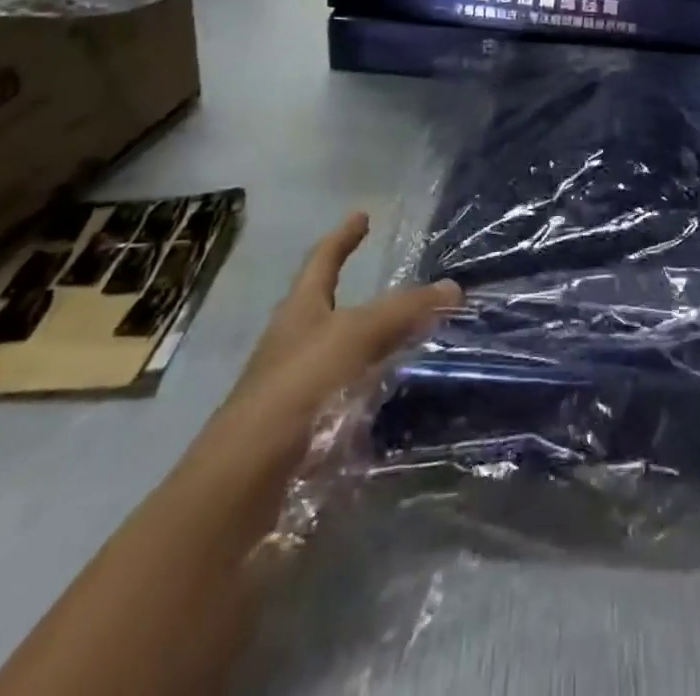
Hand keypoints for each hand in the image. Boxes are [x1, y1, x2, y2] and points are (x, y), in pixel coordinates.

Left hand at [193, 212, 461, 477]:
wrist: (245, 484)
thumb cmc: (296, 388)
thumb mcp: (355, 335)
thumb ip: (404, 309)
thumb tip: (454, 288)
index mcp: (299, 311)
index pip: (323, 260)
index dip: (343, 237)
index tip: (362, 215)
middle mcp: (295, 345)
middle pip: (331, 309)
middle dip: (364, 297)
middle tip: (407, 291)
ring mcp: (299, 390)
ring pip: (346, 355)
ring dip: (378, 347)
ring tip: (419, 342)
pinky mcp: (307, 430)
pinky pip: (351, 396)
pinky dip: (377, 389)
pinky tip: (403, 396)